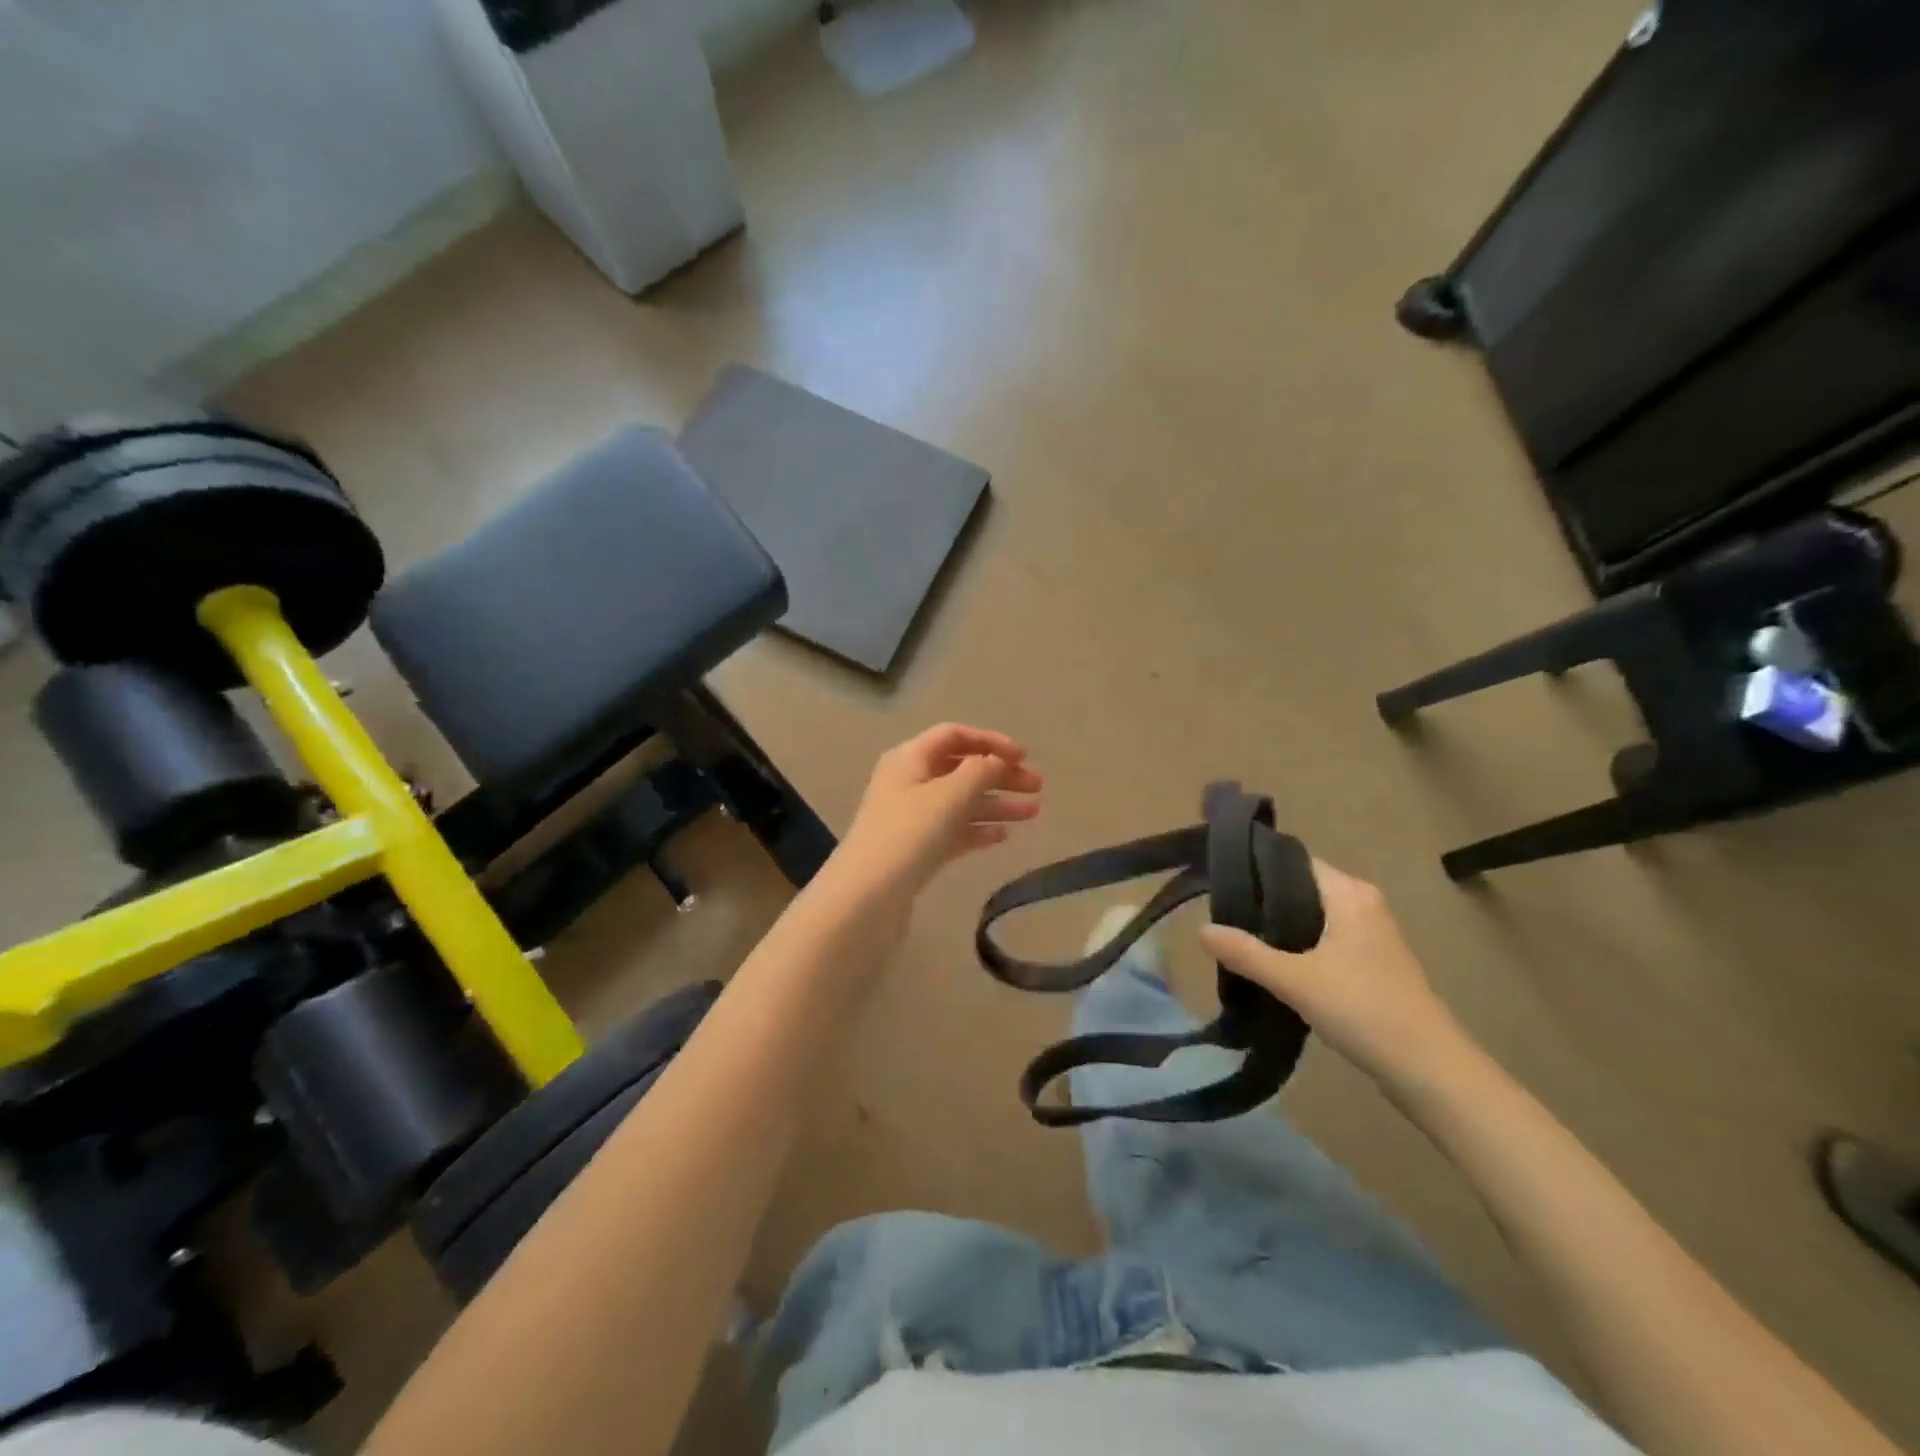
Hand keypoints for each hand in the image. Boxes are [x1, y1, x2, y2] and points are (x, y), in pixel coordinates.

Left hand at [832, 724, 1042, 900]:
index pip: (954, 736)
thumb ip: (980, 771)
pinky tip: (1004, 836)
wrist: (867, 897)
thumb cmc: (907, 835)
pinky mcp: (917, 849)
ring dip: (996, 803)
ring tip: (1033, 813)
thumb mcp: (948, 795)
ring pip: (961, 802)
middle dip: (1000, 775)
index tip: (1024, 755)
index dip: (990, 741)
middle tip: (1038, 787)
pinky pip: (954, 831)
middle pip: (961, 769)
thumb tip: (997, 760)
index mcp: (909, 759)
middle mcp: (909, 782)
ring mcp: (912, 818)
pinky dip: (978, 830)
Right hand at [1199, 860, 1462, 1086]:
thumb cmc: (1364, 1010)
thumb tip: (1201, 930)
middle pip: (1301, 889)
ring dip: (1281, 929)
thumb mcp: (1295, 980)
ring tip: (1239, 939)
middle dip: (1264, 902)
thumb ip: (1246, 953)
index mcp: (1350, 894)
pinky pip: (1326, 941)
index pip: (1294, 861)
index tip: (1220, 881)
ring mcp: (1372, 936)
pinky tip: (1274, 968)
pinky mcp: (1374, 965)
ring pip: (1313, 918)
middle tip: (1222, 914)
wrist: (1430, 1071)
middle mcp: (1363, 905)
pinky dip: (1300, 948)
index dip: (1257, 867)